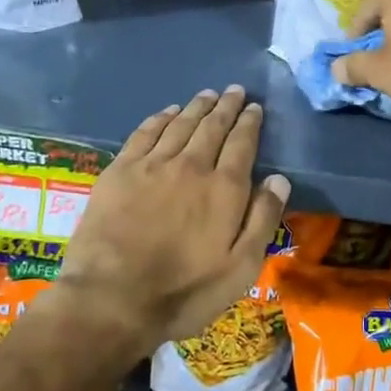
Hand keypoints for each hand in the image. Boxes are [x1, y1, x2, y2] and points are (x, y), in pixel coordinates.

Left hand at [56, 85, 289, 366]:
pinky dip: (160, 118)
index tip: (255, 107)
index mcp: (224, 188)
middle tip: (235, 91)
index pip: (242, 143)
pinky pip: (145, 133)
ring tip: (207, 94)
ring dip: (196, 107)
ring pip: (180, 124)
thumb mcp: (240, 269)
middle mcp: (191, 166)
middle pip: (213, 126)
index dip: (250, 123)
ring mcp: (152, 165)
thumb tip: (279, 178)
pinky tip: (167, 112)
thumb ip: (262, 220)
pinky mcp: (120, 171)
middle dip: (227, 106)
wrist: (111, 299)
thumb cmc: (184, 292)